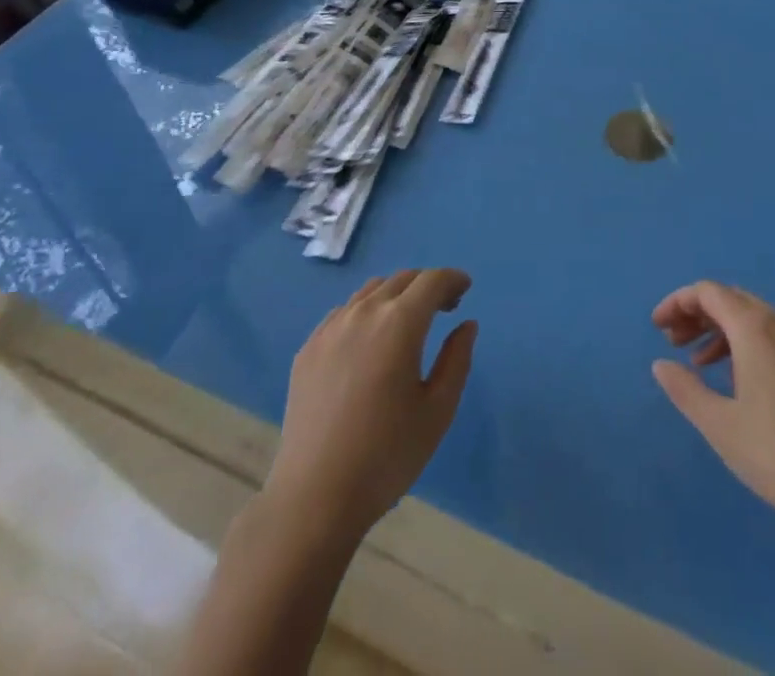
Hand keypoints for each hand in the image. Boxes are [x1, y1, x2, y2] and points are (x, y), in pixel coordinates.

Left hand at [265, 268, 477, 539]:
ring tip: (407, 322)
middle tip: (444, 307)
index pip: (432, 281)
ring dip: (396, 295)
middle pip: (402, 279)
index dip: (452, 279)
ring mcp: (331, 328)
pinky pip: (344, 312)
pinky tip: (370, 342)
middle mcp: (364, 312)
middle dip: (427, 285)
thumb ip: (456, 359)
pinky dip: (366, 312)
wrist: (315, 495)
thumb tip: (466, 324)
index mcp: (399, 323)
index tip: (465, 289)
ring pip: (371, 291)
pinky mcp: (308, 347)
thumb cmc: (387, 455)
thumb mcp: (437, 411)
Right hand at [652, 281, 774, 544]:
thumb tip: (661, 364)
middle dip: (698, 315)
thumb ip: (685, 390)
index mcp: (757, 328)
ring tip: (700, 363)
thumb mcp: (722, 427)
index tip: (657, 327)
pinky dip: (749, 343)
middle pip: (733, 299)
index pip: (709, 292)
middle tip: (673, 342)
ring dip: (723, 330)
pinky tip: (741, 379)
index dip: (678, 302)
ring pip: (756, 317)